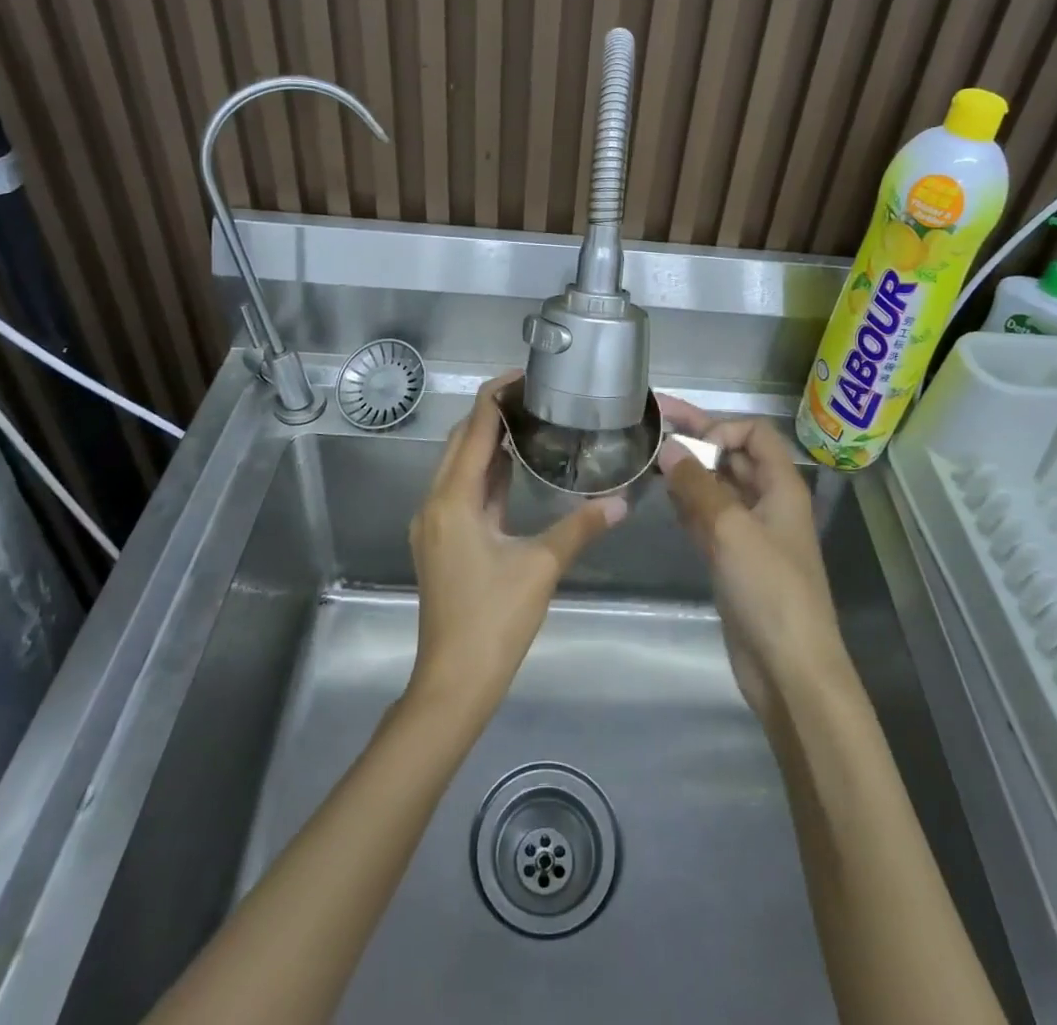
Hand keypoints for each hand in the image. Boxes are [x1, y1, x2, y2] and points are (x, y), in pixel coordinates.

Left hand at [406, 373, 624, 722]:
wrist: (453, 681)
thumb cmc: (494, 620)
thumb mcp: (541, 568)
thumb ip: (580, 527)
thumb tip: (622, 501)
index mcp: (454, 499)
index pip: (475, 429)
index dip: (496, 396)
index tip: (526, 375)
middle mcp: (435, 502)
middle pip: (462, 441)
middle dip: (492, 414)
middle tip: (535, 396)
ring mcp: (433, 523)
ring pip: (459, 467)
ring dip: (488, 443)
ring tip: (529, 422)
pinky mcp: (440, 542)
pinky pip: (461, 491)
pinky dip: (486, 474)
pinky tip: (513, 470)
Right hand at [657, 397, 846, 726]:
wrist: (789, 669)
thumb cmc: (769, 590)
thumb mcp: (731, 529)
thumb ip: (697, 485)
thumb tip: (668, 447)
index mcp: (781, 486)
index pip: (754, 433)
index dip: (721, 428)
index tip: (687, 444)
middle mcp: (767, 502)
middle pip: (732, 456)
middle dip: (696, 438)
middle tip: (651, 423)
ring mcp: (750, 532)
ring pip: (717, 487)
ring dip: (688, 471)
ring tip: (648, 460)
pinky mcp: (734, 559)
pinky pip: (708, 517)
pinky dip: (687, 504)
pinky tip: (662, 498)